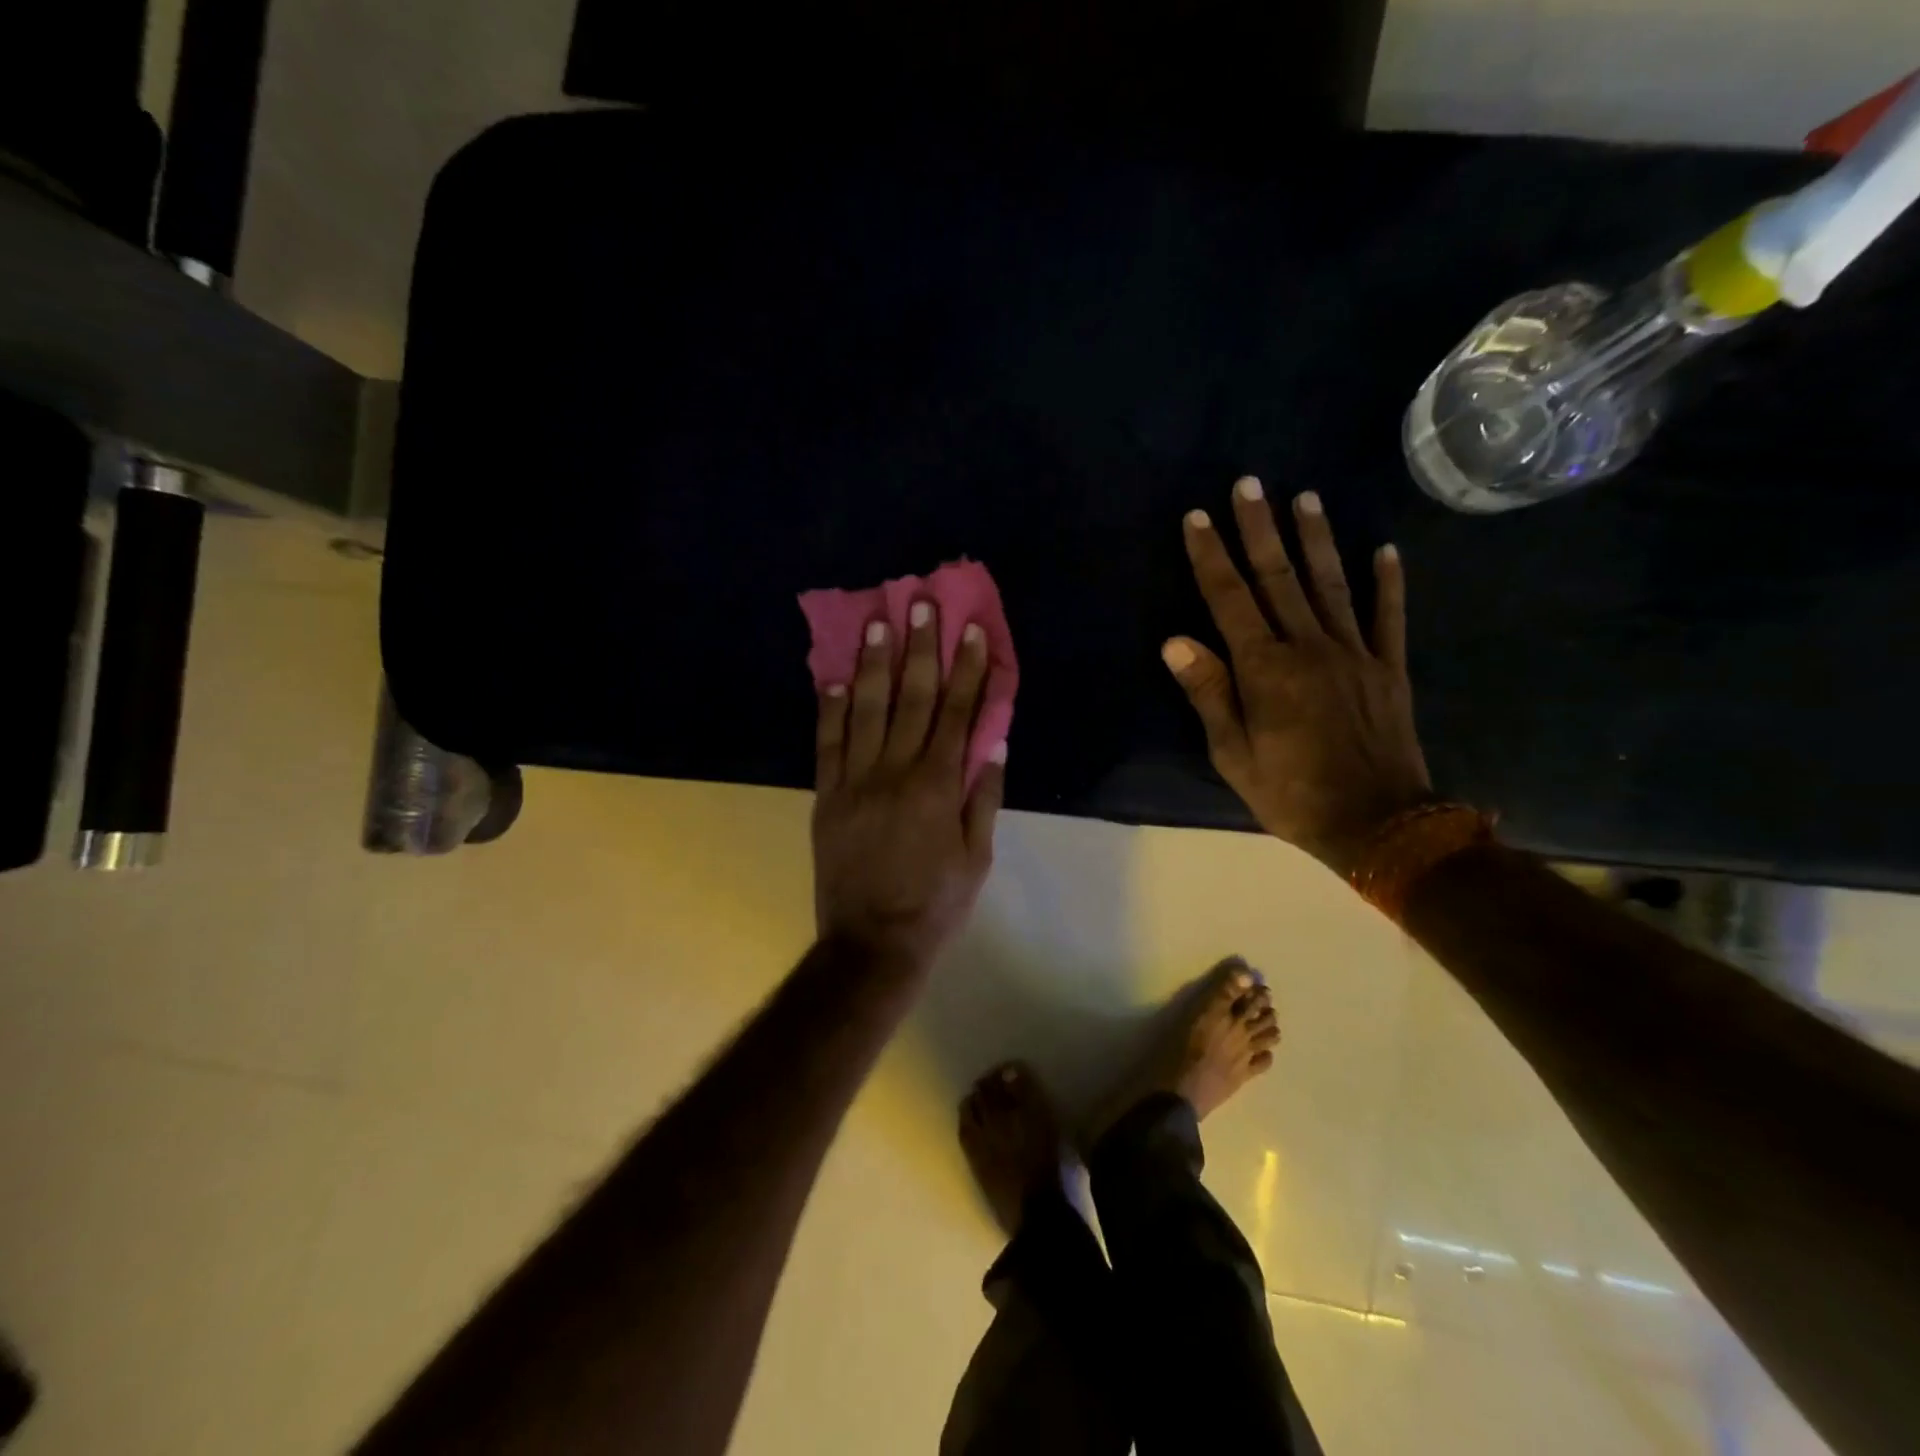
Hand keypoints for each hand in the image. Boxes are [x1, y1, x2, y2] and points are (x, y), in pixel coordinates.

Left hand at [812, 604, 1004, 971]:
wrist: (871, 943)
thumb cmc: (936, 904)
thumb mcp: (977, 857)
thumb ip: (983, 797)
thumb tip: (993, 742)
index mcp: (938, 786)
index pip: (958, 713)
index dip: (968, 669)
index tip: (972, 630)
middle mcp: (895, 772)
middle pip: (911, 698)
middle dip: (919, 648)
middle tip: (919, 603)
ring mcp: (855, 781)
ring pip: (864, 710)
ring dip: (871, 663)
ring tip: (876, 622)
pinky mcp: (826, 797)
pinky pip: (826, 744)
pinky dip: (828, 708)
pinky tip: (831, 676)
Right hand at [1164, 477, 1431, 874]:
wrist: (1378, 823)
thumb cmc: (1291, 793)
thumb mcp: (1233, 754)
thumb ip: (1209, 693)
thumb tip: (1175, 640)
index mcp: (1265, 669)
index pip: (1230, 599)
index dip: (1211, 556)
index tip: (1198, 518)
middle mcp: (1309, 648)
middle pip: (1278, 578)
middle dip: (1259, 528)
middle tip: (1249, 484)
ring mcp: (1354, 653)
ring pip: (1330, 584)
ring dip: (1315, 539)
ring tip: (1305, 498)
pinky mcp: (1388, 667)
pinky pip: (1387, 616)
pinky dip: (1387, 582)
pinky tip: (1385, 549)